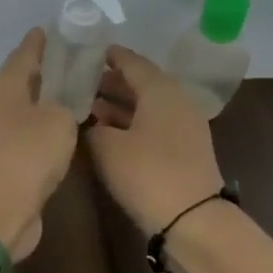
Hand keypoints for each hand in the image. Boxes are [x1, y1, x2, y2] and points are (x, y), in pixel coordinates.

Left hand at [0, 29, 78, 261]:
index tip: (50, 29)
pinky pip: (21, 138)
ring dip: (40, 105)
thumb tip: (57, 106)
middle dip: (42, 73)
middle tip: (71, 65)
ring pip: (19, 112)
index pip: (23, 54)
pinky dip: (37, 133)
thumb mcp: (58, 121)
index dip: (39, 42)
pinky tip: (56, 137)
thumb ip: (63, 105)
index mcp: (2, 88)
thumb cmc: (26, 157)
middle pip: (19, 82)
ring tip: (70, 100)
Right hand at [84, 46, 226, 234]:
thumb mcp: (107, 147)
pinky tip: (107, 133)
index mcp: (160, 91)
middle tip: (80, 83)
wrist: (192, 219)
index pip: (132, 63)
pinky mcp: (183, 151)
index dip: (109, 57)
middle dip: (110, 83)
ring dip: (119, 105)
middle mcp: (176, 102)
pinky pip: (153, 125)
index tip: (87, 52)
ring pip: (146, 106)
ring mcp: (183, 127)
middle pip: (141, 84)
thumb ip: (93, 128)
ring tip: (87, 108)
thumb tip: (90, 122)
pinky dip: (130, 124)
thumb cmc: (147, 173)